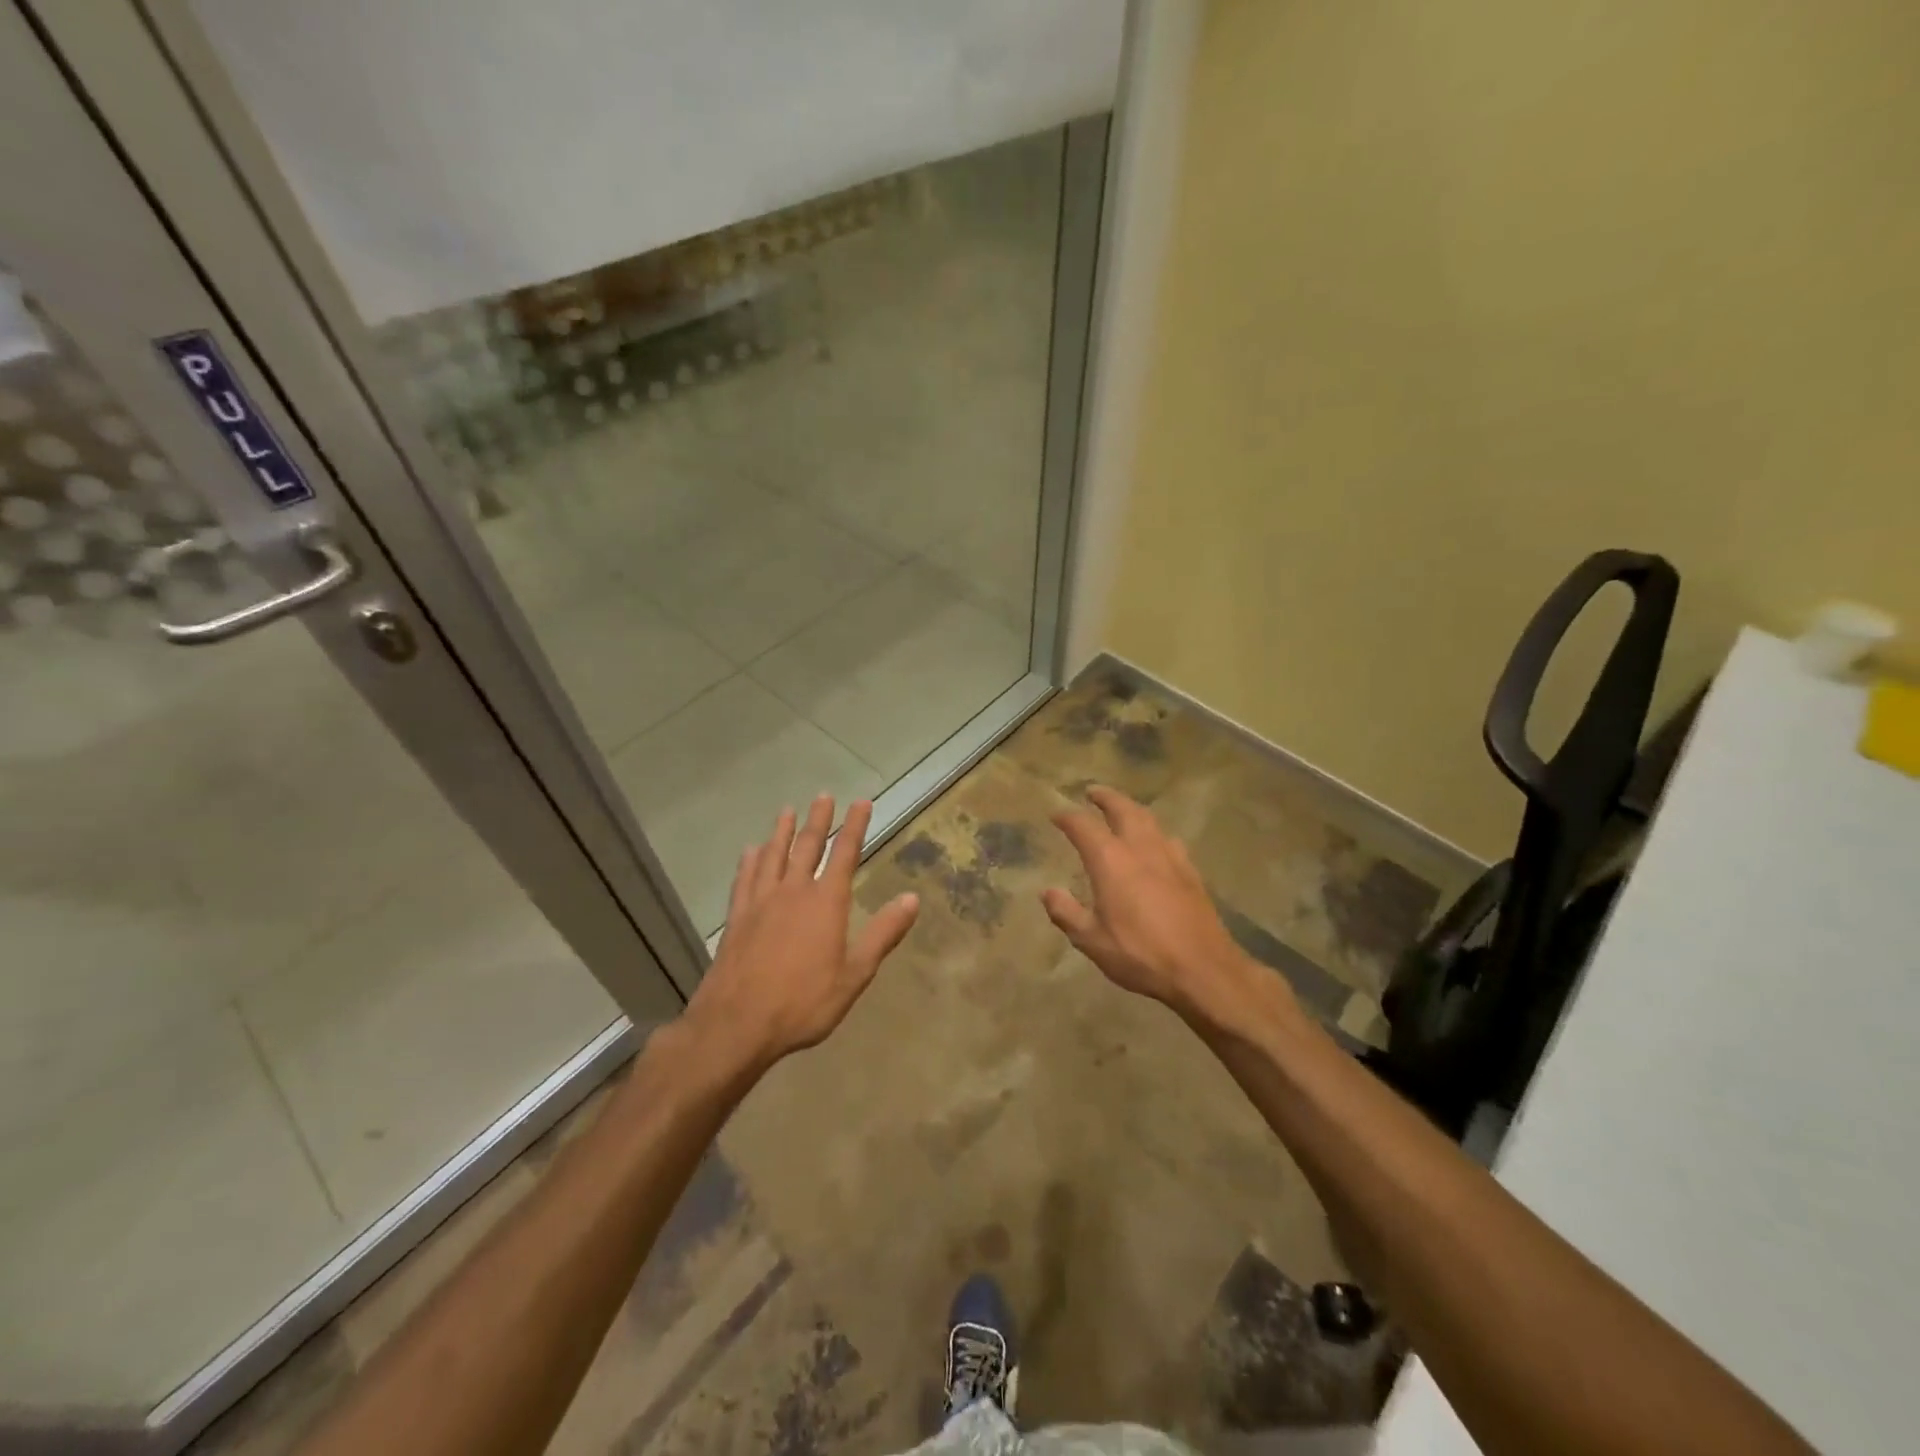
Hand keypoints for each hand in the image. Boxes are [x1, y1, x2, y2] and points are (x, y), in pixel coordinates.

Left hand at [684, 795, 918, 1068]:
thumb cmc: (803, 1002)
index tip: (862, 802)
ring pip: (773, 855)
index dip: (855, 826)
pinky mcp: (737, 917)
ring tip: (787, 811)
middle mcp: (793, 891)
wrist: (737, 1023)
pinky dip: (750, 860)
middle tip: (824, 796)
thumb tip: (913, 898)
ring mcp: (761, 901)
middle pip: (807, 846)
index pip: (845, 854)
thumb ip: (883, 933)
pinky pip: (745, 878)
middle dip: (819, 820)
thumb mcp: (855, 974)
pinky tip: (751, 851)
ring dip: (782, 831)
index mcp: (826, 902)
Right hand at [1042, 786, 1280, 1028]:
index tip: (1055, 815)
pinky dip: (1154, 831)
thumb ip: (1066, 912)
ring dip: (1131, 808)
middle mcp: (1140, 848)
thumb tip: (1048, 892)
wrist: (1203, 969)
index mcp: (1111, 861)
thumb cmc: (1140, 954)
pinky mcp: (1190, 871)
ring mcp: (1170, 857)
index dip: (1067, 817)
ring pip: (1149, 819)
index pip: (1083, 826)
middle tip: (1092, 791)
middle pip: (1122, 809)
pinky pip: (1168, 838)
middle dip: (1105, 797)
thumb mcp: (1091, 940)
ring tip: (1122, 809)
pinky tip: (1155, 842)